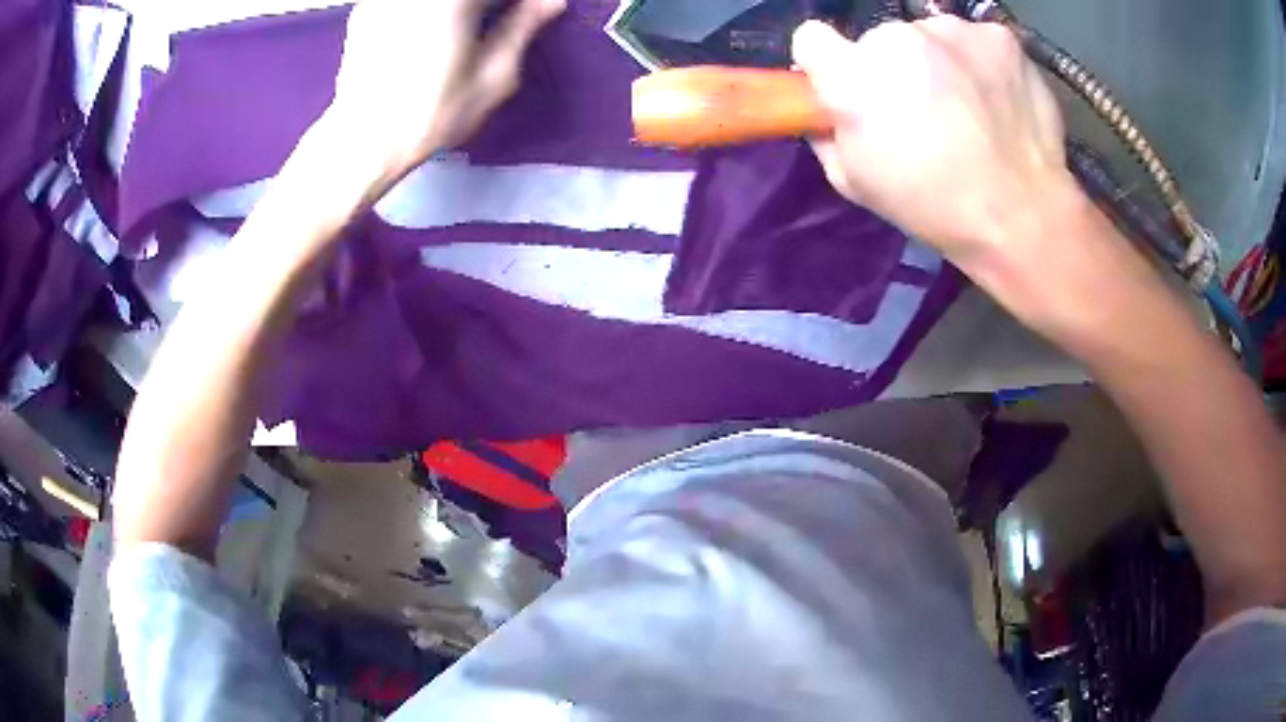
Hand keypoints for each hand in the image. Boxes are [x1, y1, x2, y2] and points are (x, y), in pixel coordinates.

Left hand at [327, 0, 564, 181]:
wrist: (361, 143)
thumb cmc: (432, 115)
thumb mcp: (493, 76)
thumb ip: (523, 26)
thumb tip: (552, 0)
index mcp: (454, 1)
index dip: (520, 2)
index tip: (531, 9)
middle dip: (486, 6)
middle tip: (501, 19)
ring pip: (439, 0)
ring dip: (463, 10)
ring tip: (468, 27)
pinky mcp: (368, 9)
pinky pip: (409, 3)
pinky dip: (428, 13)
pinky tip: (429, 32)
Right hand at [792, 18, 1073, 269]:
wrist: (1023, 218)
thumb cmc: (933, 208)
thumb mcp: (854, 183)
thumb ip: (826, 131)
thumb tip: (826, 109)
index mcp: (852, 77)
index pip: (812, 38)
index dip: (828, 63)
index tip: (848, 86)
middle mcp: (896, 37)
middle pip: (880, 39)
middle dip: (893, 68)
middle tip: (924, 112)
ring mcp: (952, 30)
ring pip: (932, 37)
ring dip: (940, 62)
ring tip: (970, 109)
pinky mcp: (998, 36)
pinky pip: (975, 41)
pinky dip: (981, 64)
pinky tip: (998, 100)